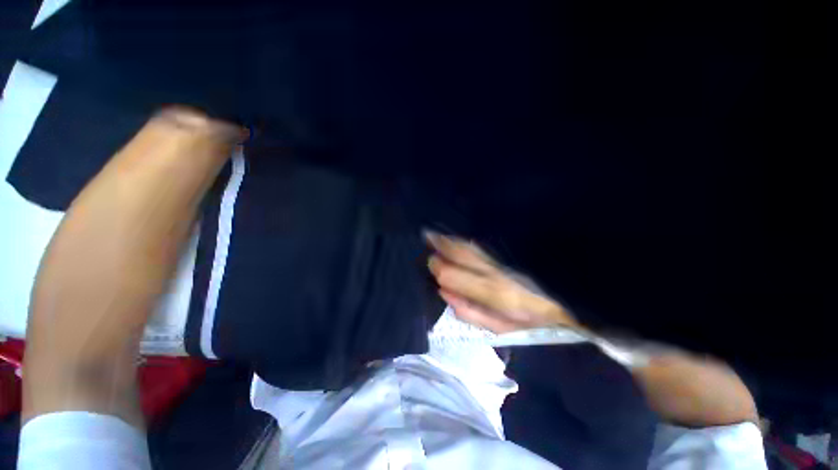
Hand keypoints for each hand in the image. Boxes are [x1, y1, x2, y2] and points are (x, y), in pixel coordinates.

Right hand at [425, 232, 578, 332]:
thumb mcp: (500, 327)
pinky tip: (457, 238)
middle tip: (426, 239)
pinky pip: (481, 244)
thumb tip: (443, 292)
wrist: (570, 302)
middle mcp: (498, 271)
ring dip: (450, 239)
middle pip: (460, 254)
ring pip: (470, 245)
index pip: (452, 276)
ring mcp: (505, 259)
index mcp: (495, 295)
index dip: (438, 269)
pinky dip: (465, 240)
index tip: (430, 264)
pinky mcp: (510, 252)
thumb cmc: (533, 322)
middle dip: (440, 246)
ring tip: (435, 234)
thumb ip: (469, 311)